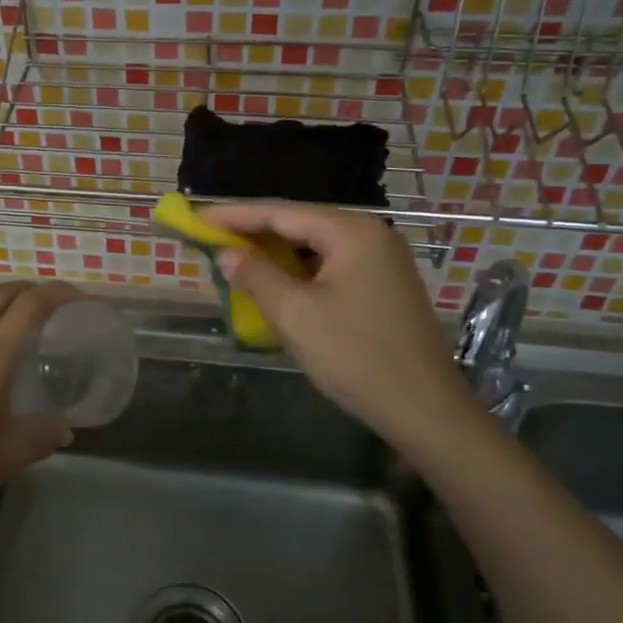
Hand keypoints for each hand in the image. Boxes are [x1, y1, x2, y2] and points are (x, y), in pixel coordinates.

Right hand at [203, 203, 483, 453]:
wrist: (424, 409)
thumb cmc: (355, 356)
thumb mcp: (295, 314)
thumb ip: (256, 275)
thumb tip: (227, 253)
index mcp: (352, 232)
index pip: (281, 213)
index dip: (235, 215)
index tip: (197, 217)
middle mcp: (371, 236)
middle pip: (300, 225)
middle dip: (254, 233)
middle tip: (211, 237)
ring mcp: (383, 262)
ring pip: (316, 248)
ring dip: (276, 254)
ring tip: (236, 258)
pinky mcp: (385, 287)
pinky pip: (332, 267)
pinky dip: (299, 272)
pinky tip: (277, 283)